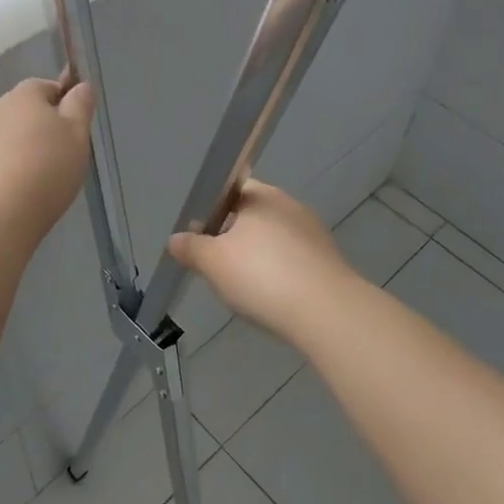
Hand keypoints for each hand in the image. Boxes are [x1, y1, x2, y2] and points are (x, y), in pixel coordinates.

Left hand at [0, 78, 94, 251]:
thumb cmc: (46, 169)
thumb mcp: (77, 135)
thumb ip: (80, 106)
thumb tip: (80, 86)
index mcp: (24, 95)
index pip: (47, 87)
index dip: (63, 106)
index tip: (74, 132)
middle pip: (24, 113)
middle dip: (41, 130)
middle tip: (60, 159)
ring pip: (7, 138)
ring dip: (21, 151)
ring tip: (38, 181)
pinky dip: (4, 171)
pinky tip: (15, 194)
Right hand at [168, 179, 357, 339]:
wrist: (327, 312)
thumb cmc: (262, 276)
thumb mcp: (213, 262)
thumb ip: (191, 248)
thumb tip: (176, 239)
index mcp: (261, 195)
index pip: (230, 190)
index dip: (211, 211)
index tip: (200, 238)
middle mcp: (289, 205)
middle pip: (251, 215)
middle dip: (233, 237)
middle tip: (216, 267)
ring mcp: (313, 232)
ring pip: (273, 239)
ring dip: (257, 257)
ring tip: (243, 288)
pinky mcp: (328, 259)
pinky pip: (293, 260)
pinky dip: (279, 273)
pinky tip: (271, 297)